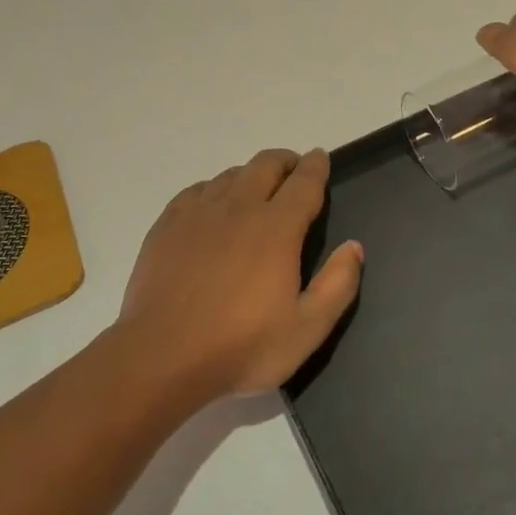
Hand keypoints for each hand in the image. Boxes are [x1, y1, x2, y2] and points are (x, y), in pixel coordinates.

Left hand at [115, 148, 363, 398]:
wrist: (161, 356)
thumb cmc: (241, 346)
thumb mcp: (307, 328)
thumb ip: (338, 284)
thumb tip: (354, 246)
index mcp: (277, 227)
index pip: (304, 182)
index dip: (316, 166)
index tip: (321, 157)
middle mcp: (239, 207)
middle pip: (266, 165)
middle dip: (285, 161)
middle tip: (293, 171)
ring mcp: (198, 213)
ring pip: (231, 175)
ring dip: (251, 175)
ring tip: (257, 191)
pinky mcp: (167, 225)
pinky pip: (197, 190)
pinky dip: (215, 189)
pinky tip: (214, 206)